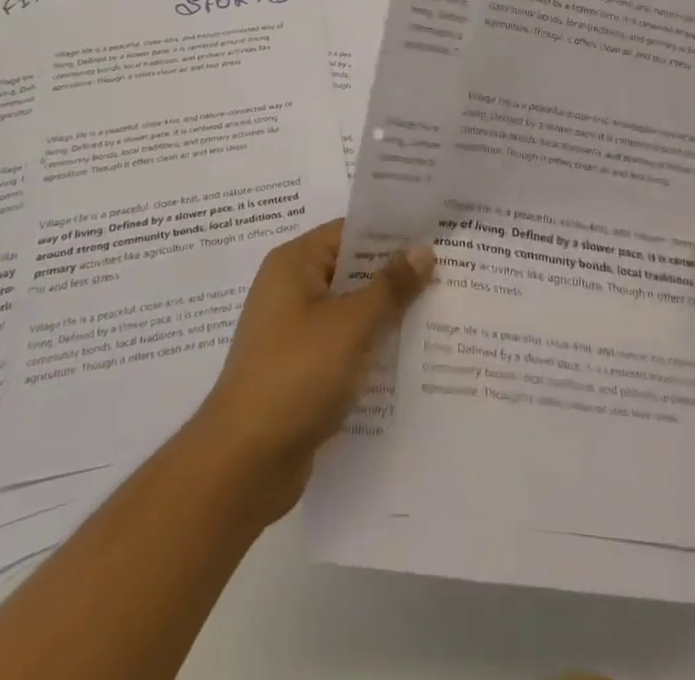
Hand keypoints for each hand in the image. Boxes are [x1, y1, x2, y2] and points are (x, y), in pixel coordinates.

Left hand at [195, 220, 432, 518]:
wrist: (244, 463)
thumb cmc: (296, 374)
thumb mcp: (351, 324)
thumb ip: (390, 286)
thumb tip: (422, 249)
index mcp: (294, 264)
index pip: (349, 232)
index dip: (391, 233)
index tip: (435, 236)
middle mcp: (290, 291)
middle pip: (352, 272)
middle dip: (395, 276)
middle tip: (449, 273)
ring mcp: (294, 333)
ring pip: (351, 312)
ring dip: (387, 316)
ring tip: (441, 313)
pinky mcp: (301, 372)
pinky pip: (344, 347)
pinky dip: (371, 349)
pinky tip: (411, 359)